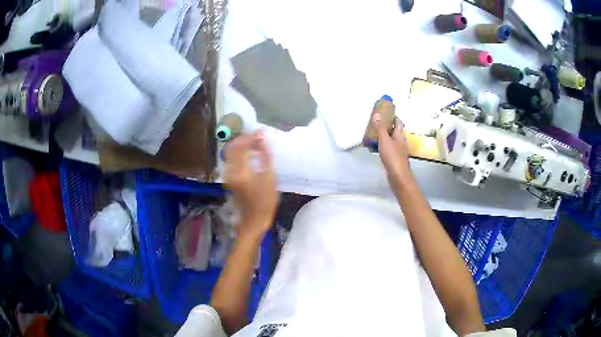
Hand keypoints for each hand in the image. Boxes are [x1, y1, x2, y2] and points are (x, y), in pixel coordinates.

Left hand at [224, 131, 277, 236]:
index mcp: (242, 171)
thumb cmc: (265, 202)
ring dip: (241, 145)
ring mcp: (228, 175)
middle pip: (233, 146)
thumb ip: (265, 157)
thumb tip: (262, 139)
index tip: (261, 133)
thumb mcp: (270, 178)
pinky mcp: (229, 178)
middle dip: (244, 138)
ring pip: (230, 152)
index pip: (241, 145)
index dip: (250, 136)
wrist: (253, 220)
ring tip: (255, 145)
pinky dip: (239, 153)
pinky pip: (231, 159)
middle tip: (257, 138)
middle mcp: (231, 171)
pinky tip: (250, 155)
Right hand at [373, 113, 411, 183]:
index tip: (385, 113)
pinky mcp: (395, 159)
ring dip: (385, 136)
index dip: (393, 117)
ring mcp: (399, 151)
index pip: (398, 122)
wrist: (398, 175)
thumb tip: (377, 114)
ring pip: (392, 140)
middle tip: (377, 123)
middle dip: (387, 126)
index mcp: (400, 135)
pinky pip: (389, 148)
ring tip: (374, 134)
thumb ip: (380, 127)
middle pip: (395, 131)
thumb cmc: (392, 156)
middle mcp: (401, 141)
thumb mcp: (384, 139)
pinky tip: (377, 148)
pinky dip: (383, 146)